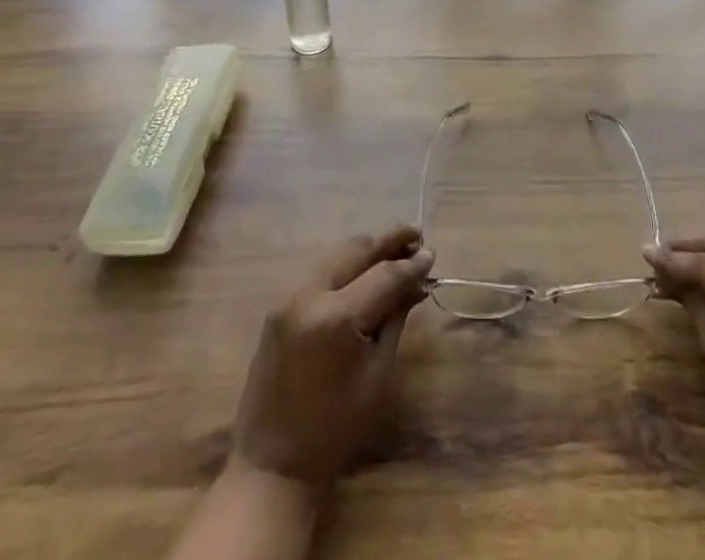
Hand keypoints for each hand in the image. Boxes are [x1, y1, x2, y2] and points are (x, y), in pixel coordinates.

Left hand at [231, 225, 433, 490]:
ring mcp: (288, 298)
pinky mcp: (278, 307)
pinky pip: (319, 272)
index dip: (411, 263)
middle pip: (356, 250)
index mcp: (336, 317)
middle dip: (388, 241)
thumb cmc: (335, 429)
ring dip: (366, 250)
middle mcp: (308, 296)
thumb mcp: (377, 374)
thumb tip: (417, 282)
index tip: (432, 253)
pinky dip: (345, 266)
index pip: (383, 274)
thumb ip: (395, 319)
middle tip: (416, 239)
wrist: (272, 466)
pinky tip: (364, 273)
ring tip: (395, 253)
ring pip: (336, 254)